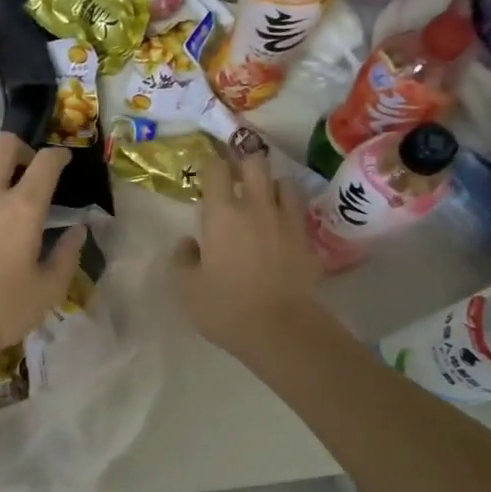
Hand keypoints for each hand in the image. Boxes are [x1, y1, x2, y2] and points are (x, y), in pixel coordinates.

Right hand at [172, 149, 321, 358]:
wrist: (281, 328)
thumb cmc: (226, 307)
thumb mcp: (187, 288)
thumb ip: (182, 259)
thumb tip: (189, 243)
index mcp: (222, 214)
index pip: (216, 169)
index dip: (210, 166)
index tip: (205, 173)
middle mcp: (256, 206)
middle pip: (255, 163)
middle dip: (244, 163)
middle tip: (236, 178)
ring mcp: (287, 220)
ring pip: (284, 181)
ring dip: (272, 185)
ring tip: (264, 199)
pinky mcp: (307, 239)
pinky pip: (299, 211)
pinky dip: (289, 211)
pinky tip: (281, 227)